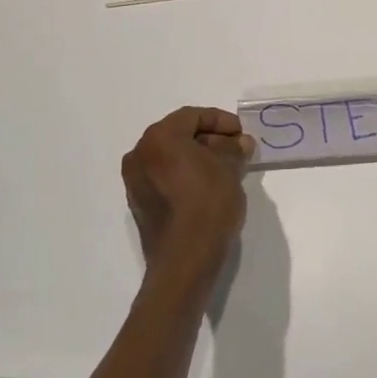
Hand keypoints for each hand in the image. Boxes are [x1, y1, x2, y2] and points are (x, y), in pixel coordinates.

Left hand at [121, 106, 254, 280]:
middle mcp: (140, 154)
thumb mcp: (229, 170)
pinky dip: (184, 174)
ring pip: (170, 157)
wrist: (184, 261)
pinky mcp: (139, 203)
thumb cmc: (208, 205)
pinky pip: (163, 177)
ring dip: (197, 157)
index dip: (221, 120)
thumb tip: (239, 142)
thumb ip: (233, 149)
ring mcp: (135, 181)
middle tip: (236, 149)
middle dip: (209, 139)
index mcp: (159, 138)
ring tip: (226, 168)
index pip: (192, 116)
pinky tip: (207, 186)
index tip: (241, 133)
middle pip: (179, 135)